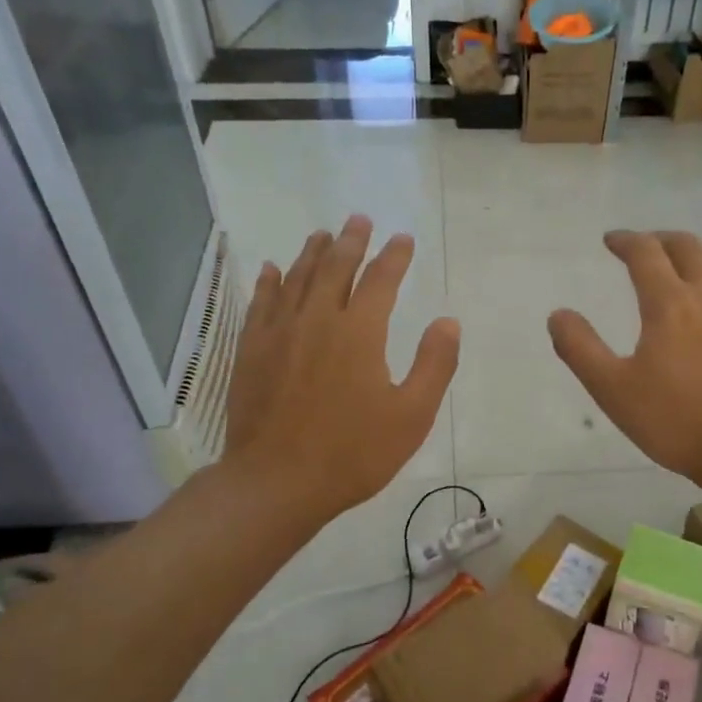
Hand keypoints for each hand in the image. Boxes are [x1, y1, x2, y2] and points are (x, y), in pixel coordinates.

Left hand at [224, 216, 458, 520]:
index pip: (380, 279)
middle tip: (359, 219)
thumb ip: (434, 365)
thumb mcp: (411, 416)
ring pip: (296, 278)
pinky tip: (271, 270)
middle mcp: (317, 320)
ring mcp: (279, 333)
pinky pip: (261, 303)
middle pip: (335, 267)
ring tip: (323, 234)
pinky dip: (269, 282)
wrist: (277, 482)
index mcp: (360, 332)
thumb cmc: (352, 453)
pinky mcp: (253, 351)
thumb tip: (448, 321)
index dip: (394, 256)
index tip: (403, 238)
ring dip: (312, 252)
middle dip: (351, 241)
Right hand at [548, 231, 701, 489]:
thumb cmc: (678, 421)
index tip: (611, 240)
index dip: (625, 241)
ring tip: (686, 267)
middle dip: (662, 240)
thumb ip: (581, 349)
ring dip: (698, 257)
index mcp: (669, 304)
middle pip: (688, 247)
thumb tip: (558, 314)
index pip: (644, 253)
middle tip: (646, 247)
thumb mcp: (614, 391)